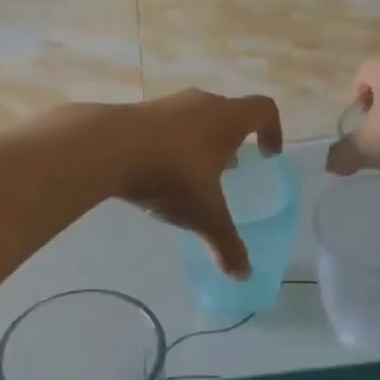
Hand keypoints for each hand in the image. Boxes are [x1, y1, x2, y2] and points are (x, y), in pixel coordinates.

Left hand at [102, 89, 282, 277]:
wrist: (106, 147)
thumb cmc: (171, 174)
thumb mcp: (204, 215)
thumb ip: (226, 243)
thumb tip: (243, 275)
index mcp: (227, 119)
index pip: (264, 109)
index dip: (273, 130)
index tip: (269, 155)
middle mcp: (200, 104)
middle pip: (226, 113)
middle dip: (232, 140)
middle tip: (230, 169)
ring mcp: (165, 104)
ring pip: (192, 120)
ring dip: (198, 143)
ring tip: (192, 174)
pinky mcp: (135, 112)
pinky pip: (162, 128)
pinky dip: (167, 146)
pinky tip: (155, 174)